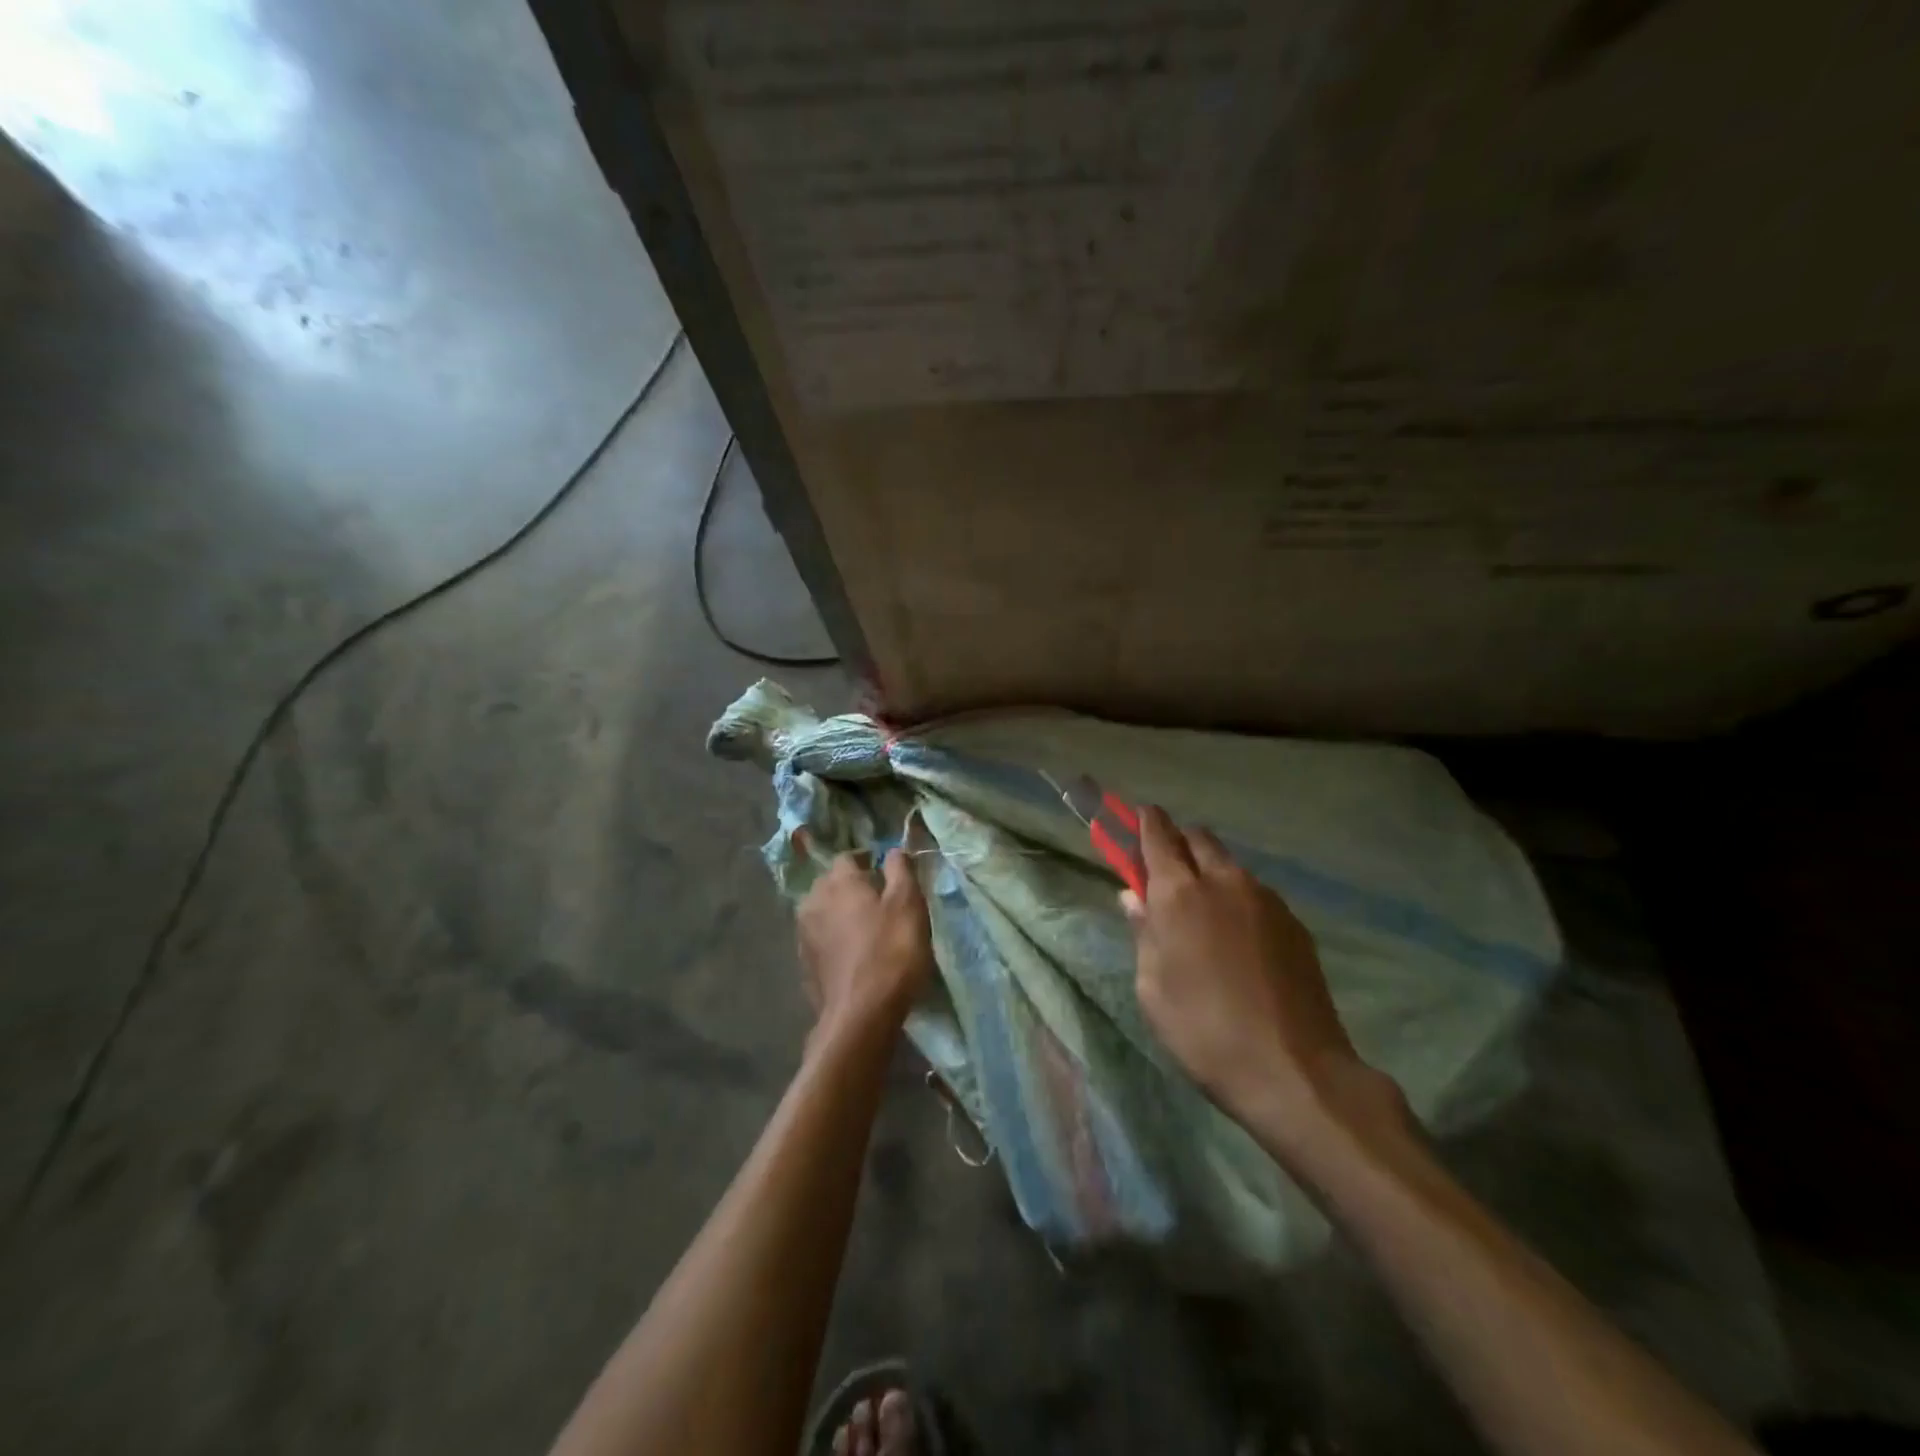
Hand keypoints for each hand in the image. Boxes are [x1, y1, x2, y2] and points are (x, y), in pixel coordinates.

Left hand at [796, 850, 933, 1038]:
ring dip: (842, 915)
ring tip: (868, 930)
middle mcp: (813, 901)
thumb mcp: (908, 904)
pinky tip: (854, 956)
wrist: (860, 1016)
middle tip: (881, 902)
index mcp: (838, 882)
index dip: (868, 861)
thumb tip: (893, 850)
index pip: (848, 857)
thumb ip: (900, 871)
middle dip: (853, 887)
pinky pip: (821, 940)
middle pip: (832, 883)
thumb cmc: (891, 952)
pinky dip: (836, 941)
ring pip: (824, 912)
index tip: (888, 874)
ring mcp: (804, 934)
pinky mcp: (804, 964)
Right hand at [1123, 806, 1404, 1154]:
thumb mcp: (1152, 988)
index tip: (1137, 816)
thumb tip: (1134, 897)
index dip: (1145, 821)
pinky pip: (1257, 894)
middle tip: (1166, 869)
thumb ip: (1143, 933)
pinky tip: (1239, 938)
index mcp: (1180, 894)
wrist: (1294, 1071)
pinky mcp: (1295, 924)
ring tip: (1205, 911)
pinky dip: (1239, 898)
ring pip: (1231, 865)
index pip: (1159, 835)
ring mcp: (1266, 900)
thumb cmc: (1203, 1031)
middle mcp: (1225, 883)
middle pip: (1199, 839)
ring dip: (1211, 871)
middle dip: (1179, 842)